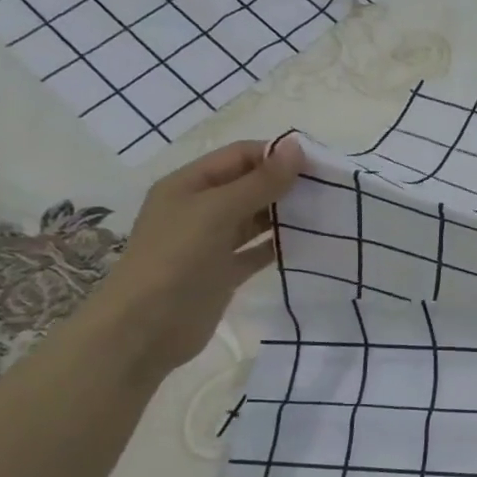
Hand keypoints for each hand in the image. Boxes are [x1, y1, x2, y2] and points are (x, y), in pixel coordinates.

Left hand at [86, 138, 305, 376]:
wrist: (146, 329)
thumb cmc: (176, 260)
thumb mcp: (218, 212)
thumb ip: (260, 182)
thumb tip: (297, 147)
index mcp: (189, 185)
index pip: (239, 156)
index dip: (277, 155)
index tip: (320, 165)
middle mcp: (200, 209)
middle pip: (249, 185)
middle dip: (285, 184)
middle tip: (330, 190)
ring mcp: (211, 242)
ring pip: (255, 219)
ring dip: (286, 215)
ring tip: (326, 214)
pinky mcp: (224, 272)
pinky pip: (257, 251)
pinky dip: (280, 245)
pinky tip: (309, 244)